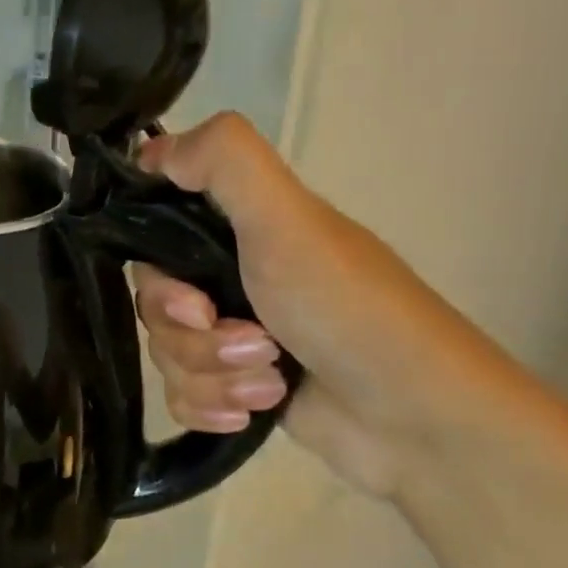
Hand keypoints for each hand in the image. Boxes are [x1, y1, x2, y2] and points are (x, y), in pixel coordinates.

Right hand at [134, 113, 482, 500]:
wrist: (414, 419)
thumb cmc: (350, 311)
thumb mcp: (290, 222)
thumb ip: (226, 164)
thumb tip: (152, 148)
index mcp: (241, 230)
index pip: (154, 237)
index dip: (155, 272)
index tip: (190, 297)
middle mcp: (231, 277)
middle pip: (154, 305)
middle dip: (195, 337)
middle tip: (254, 344)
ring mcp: (233, 335)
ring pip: (166, 355)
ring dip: (213, 376)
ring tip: (271, 382)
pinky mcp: (236, 387)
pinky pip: (180, 396)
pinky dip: (211, 407)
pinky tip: (250, 413)